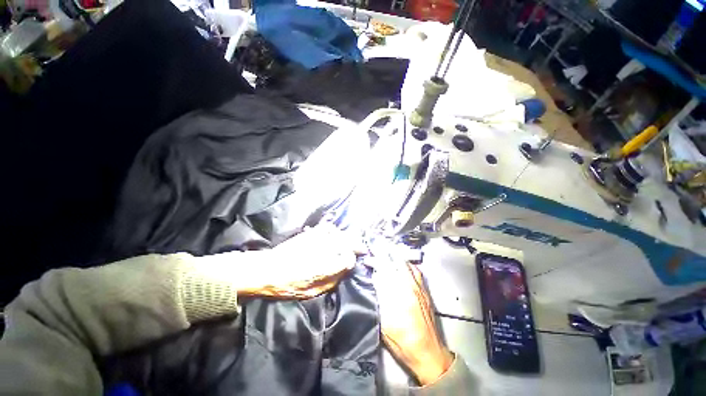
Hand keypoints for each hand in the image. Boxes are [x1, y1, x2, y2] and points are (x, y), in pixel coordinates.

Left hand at [238, 223, 355, 298]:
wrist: (268, 269)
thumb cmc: (288, 286)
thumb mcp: (312, 293)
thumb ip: (332, 281)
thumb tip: (345, 270)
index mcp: (326, 267)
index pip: (348, 258)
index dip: (352, 259)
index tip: (351, 261)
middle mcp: (325, 250)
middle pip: (347, 242)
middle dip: (356, 244)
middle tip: (361, 247)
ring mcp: (318, 239)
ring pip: (340, 233)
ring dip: (347, 237)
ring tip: (349, 240)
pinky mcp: (311, 233)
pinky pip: (327, 227)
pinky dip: (333, 230)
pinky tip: (333, 233)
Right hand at [374, 260, 452, 385]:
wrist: (428, 352)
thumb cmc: (402, 342)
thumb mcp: (383, 323)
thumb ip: (378, 298)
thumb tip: (374, 279)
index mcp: (398, 295)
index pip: (384, 269)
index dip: (374, 261)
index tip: (367, 258)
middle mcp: (409, 286)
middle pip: (396, 262)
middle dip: (384, 252)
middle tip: (376, 245)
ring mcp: (419, 287)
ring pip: (406, 263)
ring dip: (395, 255)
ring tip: (387, 249)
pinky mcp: (424, 290)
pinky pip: (415, 269)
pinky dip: (406, 262)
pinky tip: (402, 262)